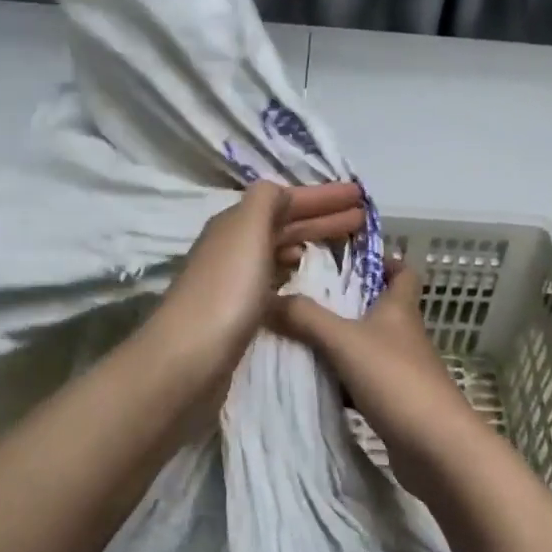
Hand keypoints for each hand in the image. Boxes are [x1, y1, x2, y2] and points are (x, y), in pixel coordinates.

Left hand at [146, 180, 364, 397]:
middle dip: (323, 218)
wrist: (188, 359)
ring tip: (344, 245)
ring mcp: (234, 280)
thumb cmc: (226, 290)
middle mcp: (233, 247)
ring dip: (309, 242)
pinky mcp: (238, 313)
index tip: (360, 196)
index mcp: (236, 224)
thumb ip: (266, 202)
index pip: (285, 200)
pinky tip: (309, 281)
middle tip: (363, 218)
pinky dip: (295, 272)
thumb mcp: (247, 231)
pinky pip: (275, 280)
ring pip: (279, 251)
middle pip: (284, 224)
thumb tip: (280, 192)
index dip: (322, 196)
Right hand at [272, 260, 483, 498]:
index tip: (349, 258)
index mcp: (399, 309)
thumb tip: (267, 297)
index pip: (402, 271)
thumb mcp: (344, 341)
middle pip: (379, 308)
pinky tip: (315, 383)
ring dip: (341, 342)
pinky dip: (342, 380)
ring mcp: (402, 370)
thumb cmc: (395, 379)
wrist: (436, 448)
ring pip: (368, 346)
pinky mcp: (396, 402)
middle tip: (305, 297)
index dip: (382, 260)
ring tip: (299, 338)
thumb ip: (305, 317)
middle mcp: (404, 334)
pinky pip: (364, 381)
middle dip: (347, 302)